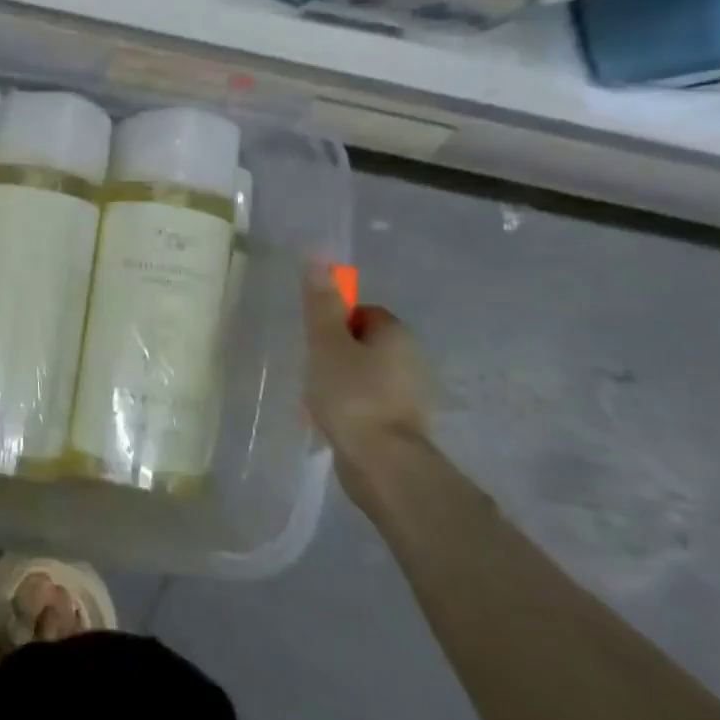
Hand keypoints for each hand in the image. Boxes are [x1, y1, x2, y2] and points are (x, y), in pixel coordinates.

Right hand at [301, 263, 430, 481]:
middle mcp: (410, 360)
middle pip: (362, 343)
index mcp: (396, 335)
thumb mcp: (326, 344)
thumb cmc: (352, 396)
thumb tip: (317, 255)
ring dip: (338, 382)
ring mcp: (408, 395)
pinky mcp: (400, 424)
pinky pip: (366, 403)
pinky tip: (328, 421)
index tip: (314, 339)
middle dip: (333, 353)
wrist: (383, 464)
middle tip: (310, 368)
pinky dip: (347, 407)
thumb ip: (321, 304)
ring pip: (363, 375)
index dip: (334, 321)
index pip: (362, 312)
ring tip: (314, 398)